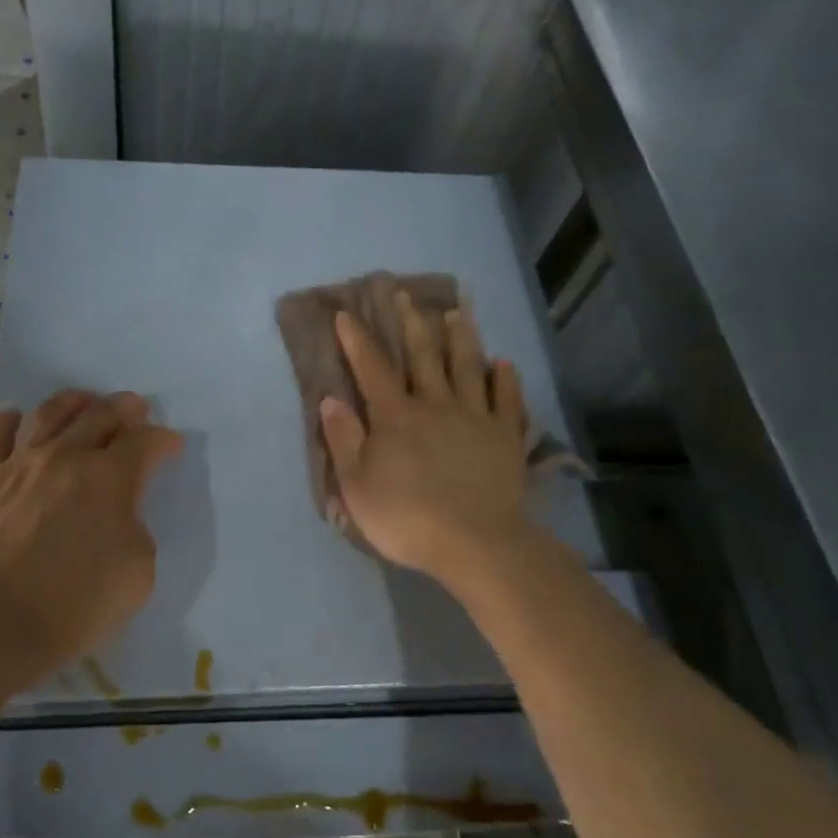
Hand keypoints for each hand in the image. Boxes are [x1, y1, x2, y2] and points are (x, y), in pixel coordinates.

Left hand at [0, 389, 183, 670]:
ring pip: (49, 413)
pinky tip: (19, 420)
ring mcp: (19, 464)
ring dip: (74, 402)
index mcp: (110, 477)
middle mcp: (66, 456)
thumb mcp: (139, 571)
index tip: (170, 446)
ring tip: (84, 401)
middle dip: (125, 409)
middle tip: (135, 408)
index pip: (145, 442)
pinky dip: (12, 421)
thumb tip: (118, 513)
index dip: (163, 440)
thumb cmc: (78, 603)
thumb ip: (135, 528)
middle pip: (100, 415)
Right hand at [320, 293, 532, 588]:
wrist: (475, 543)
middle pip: (423, 357)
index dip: (357, 340)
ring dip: (461, 338)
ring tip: (457, 312)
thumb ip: (344, 439)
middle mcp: (435, 405)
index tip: (346, 313)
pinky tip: (503, 363)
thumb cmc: (407, 517)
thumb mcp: (357, 485)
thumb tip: (331, 398)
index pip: (372, 369)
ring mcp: (475, 417)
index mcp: (395, 417)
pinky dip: (505, 379)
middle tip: (405, 294)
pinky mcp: (506, 436)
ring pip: (467, 367)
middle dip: (411, 323)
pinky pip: (506, 399)